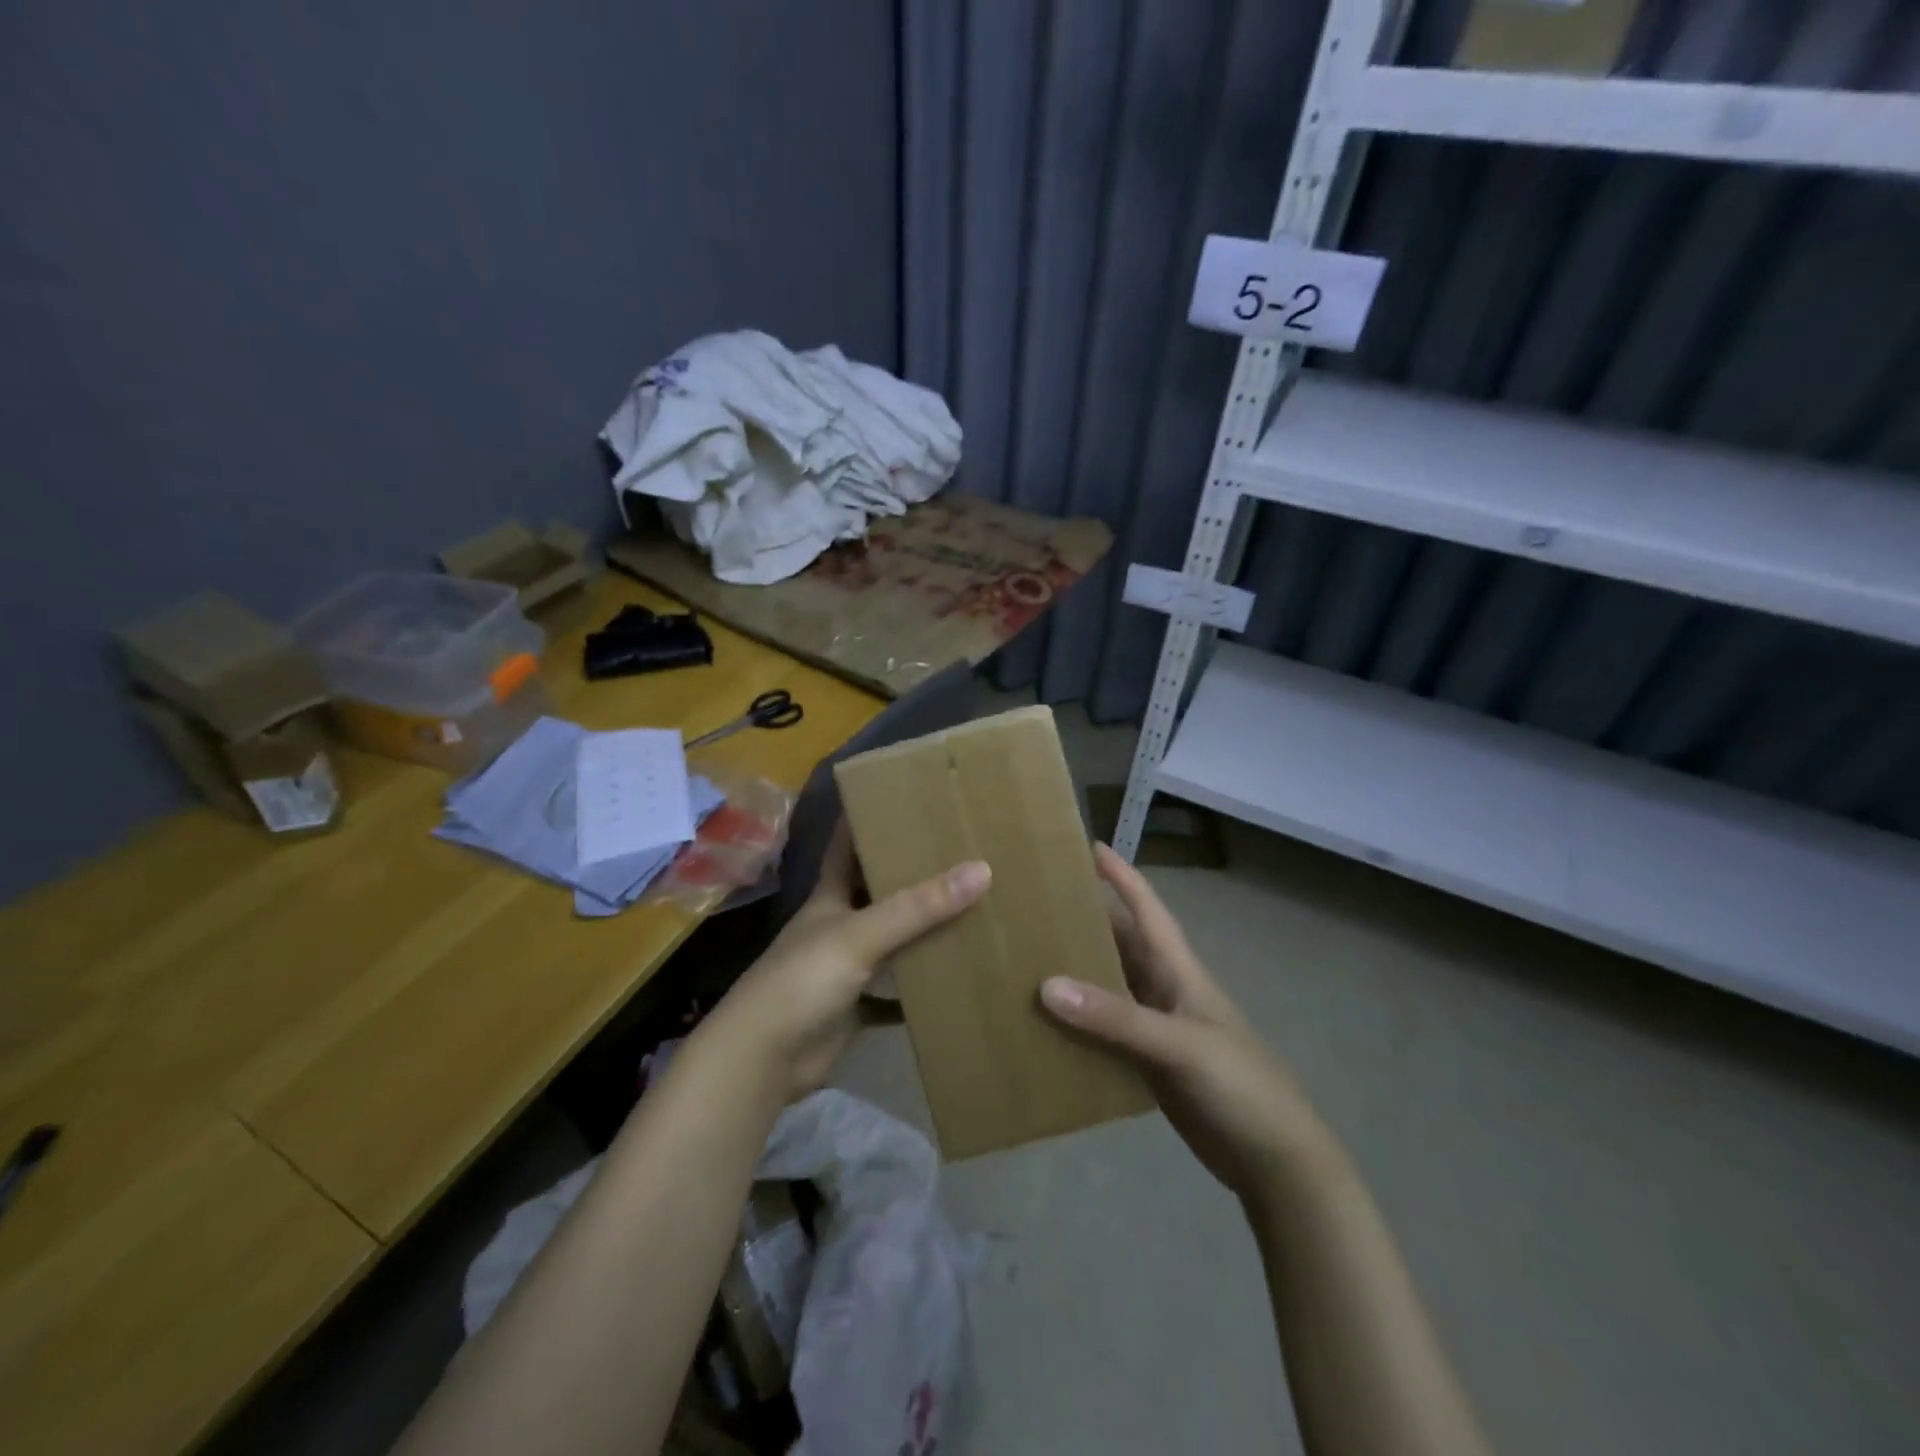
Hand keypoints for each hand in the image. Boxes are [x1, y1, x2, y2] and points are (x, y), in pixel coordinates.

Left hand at [708, 821, 990, 1099]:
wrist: (763, 1059)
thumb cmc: (803, 980)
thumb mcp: (861, 935)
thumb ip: (918, 907)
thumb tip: (981, 869)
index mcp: (830, 896)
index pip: (847, 845)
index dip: (868, 820)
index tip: (904, 798)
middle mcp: (838, 925)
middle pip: (877, 892)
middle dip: (911, 875)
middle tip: (960, 853)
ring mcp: (846, 968)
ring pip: (891, 941)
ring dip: (922, 931)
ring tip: (970, 908)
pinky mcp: (855, 1007)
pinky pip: (896, 993)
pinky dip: (920, 989)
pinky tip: (955, 979)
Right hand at [1040, 845, 1328, 1201]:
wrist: (1274, 1160)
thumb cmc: (1239, 1085)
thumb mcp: (1179, 1044)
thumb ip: (1115, 1017)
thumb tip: (1046, 986)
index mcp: (1178, 970)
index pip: (1146, 908)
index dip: (1121, 875)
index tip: (1088, 845)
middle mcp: (1163, 990)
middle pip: (1119, 944)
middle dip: (1083, 921)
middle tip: (1033, 906)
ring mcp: (1155, 1028)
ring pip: (1107, 987)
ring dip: (1075, 973)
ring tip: (1025, 960)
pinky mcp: (1148, 1064)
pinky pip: (1103, 1031)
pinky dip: (1077, 1024)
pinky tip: (1044, 1026)